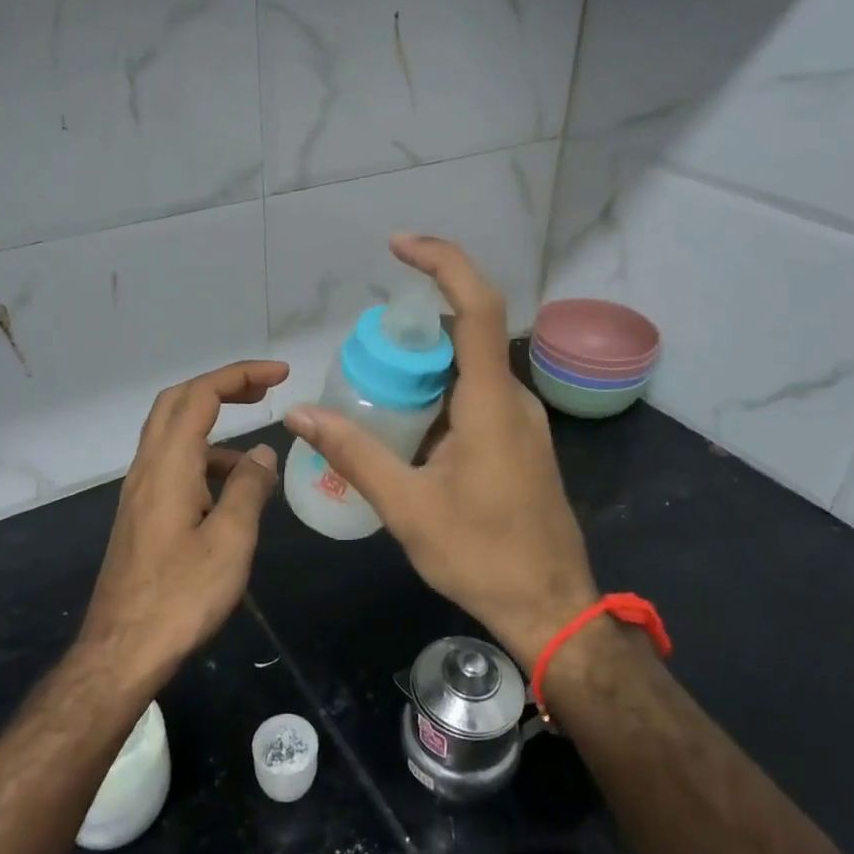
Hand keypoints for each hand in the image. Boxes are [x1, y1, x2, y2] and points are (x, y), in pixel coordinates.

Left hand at [80, 360, 287, 683]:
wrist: (121, 651)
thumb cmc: (180, 596)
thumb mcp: (230, 541)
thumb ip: (248, 489)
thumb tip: (263, 454)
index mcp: (169, 466)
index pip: (201, 395)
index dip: (240, 375)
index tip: (280, 375)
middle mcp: (147, 468)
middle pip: (177, 403)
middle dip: (222, 387)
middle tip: (263, 392)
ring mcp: (139, 492)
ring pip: (172, 434)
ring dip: (213, 429)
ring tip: (256, 461)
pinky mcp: (140, 515)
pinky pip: (172, 466)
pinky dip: (203, 461)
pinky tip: (229, 496)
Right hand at [283, 237, 596, 668]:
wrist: (552, 608)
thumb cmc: (483, 557)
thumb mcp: (408, 507)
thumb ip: (355, 454)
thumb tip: (300, 415)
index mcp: (490, 402)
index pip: (476, 306)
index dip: (442, 263)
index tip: (399, 246)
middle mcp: (511, 398)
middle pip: (464, 335)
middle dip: (412, 332)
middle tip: (362, 354)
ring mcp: (520, 420)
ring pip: (467, 369)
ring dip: (423, 369)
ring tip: (373, 394)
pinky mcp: (518, 441)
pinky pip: (474, 397)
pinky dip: (437, 396)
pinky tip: (404, 429)